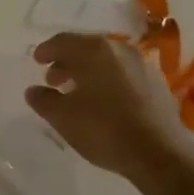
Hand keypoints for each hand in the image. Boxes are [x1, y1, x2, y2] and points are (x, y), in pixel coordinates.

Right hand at [25, 33, 193, 183]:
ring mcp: (142, 63)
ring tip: (76, 92)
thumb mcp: (63, 118)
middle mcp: (120, 49)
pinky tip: (104, 101)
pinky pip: (124, 73)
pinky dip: (108, 79)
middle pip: (86, 48)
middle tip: (53, 79)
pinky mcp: (157, 81)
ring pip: (107, 60)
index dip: (46, 50)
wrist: (159, 153)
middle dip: (67, 61)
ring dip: (88, 71)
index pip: (63, 41)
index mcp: (95, 50)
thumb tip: (33, 90)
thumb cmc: (105, 130)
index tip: (36, 61)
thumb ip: (44, 100)